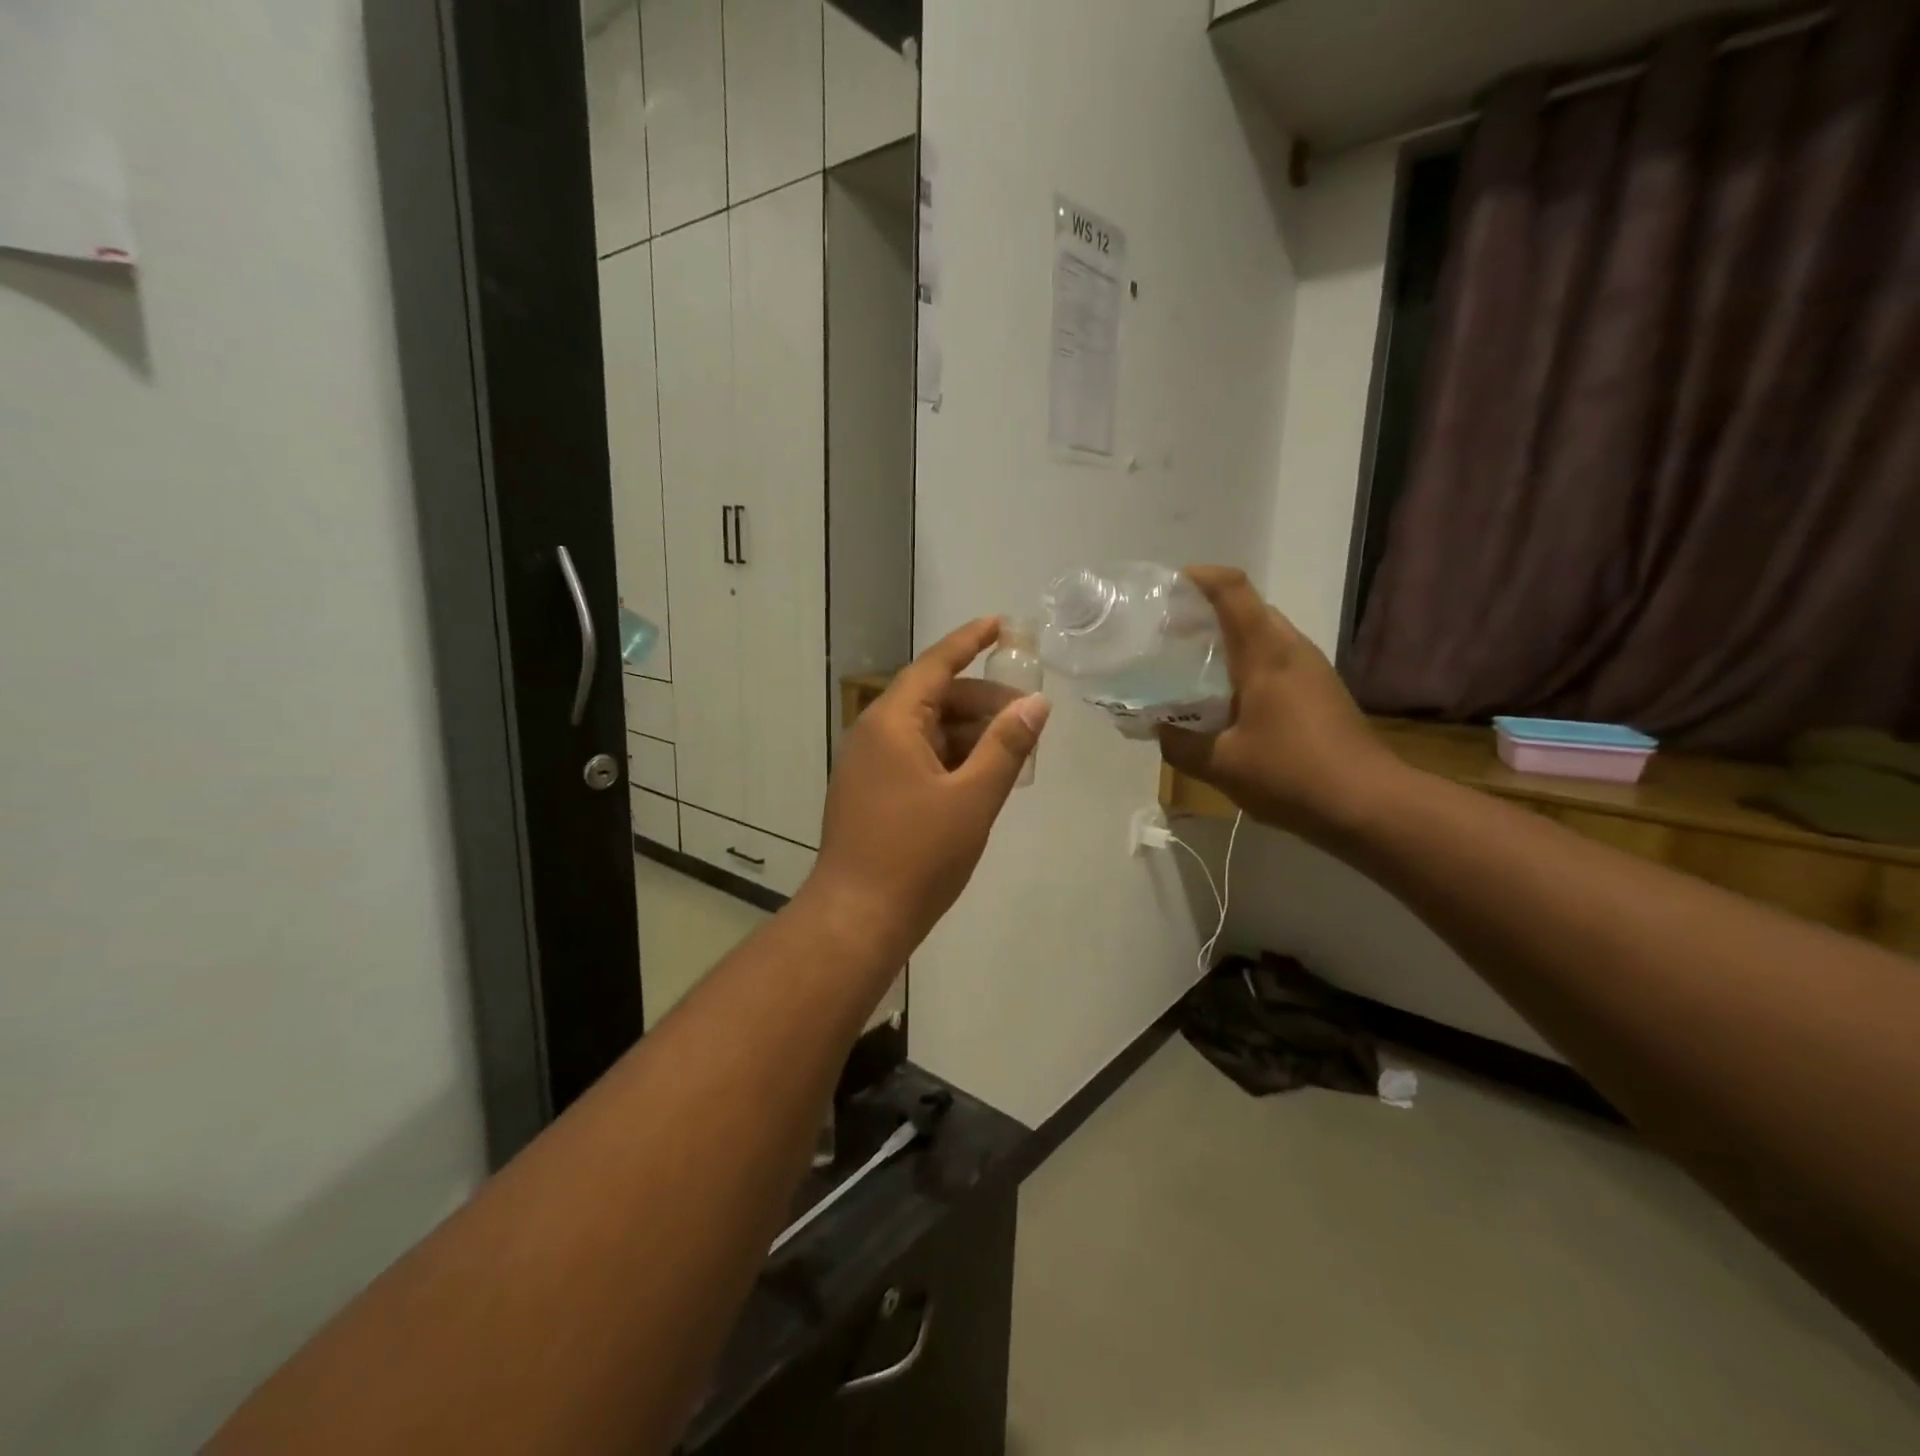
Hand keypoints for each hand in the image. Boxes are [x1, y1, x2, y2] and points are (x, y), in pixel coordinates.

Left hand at [804, 619, 1049, 964]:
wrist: (857, 918)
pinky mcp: (869, 792)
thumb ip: (1006, 746)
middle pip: (933, 698)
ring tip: (1013, 750)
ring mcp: (867, 764)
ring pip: (926, 731)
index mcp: (892, 722)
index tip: (1001, 624)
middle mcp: (873, 734)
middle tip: (1028, 717)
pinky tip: (980, 777)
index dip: (970, 641)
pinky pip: (915, 757)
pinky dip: (949, 758)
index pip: (935, 665)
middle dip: (982, 701)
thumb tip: (1036, 703)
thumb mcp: (973, 798)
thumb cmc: (918, 856)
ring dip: (968, 734)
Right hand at [1157, 566, 1398, 838]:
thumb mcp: (1221, 764)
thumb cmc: (1291, 774)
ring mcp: (1311, 669)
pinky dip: (1243, 664)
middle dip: (1205, 613)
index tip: (1167, 587)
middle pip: (1247, 609)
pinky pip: (1274, 660)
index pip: (1233, 590)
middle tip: (1166, 634)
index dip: (1199, 578)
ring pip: (1262, 635)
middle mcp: (1291, 649)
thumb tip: (1157, 728)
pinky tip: (1224, 699)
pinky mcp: (1320, 692)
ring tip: (1188, 665)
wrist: (1369, 805)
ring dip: (1226, 641)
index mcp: (1266, 653)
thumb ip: (1179, 744)